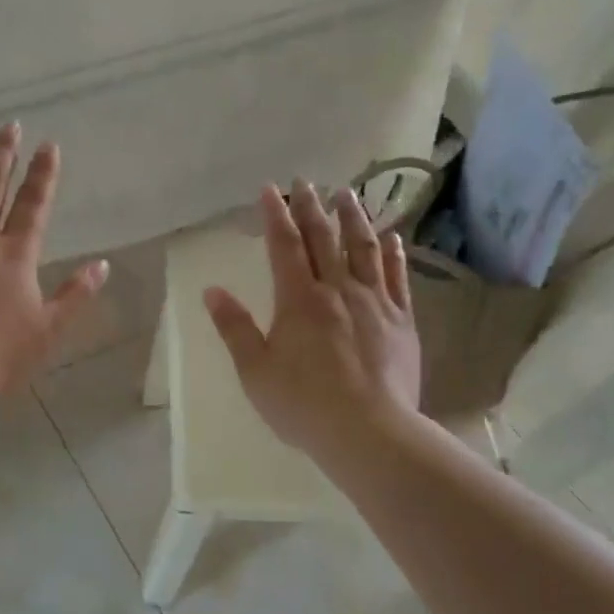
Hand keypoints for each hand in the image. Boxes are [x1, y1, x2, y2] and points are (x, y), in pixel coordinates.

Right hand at [205, 181, 422, 463]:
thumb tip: (212, 291)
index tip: (271, 189)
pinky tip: (391, 237)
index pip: (285, 245)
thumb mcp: (255, 370)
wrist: (369, 432)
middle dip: (312, 206)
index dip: (276, 215)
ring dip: (354, 218)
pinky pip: (397, 276)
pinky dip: (393, 253)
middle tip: (306, 181)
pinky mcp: (402, 320)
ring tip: (347, 194)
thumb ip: (235, 328)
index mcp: (298, 300)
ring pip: (364, 248)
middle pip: (324, 238)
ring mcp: (375, 302)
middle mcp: (338, 290)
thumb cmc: (302, 404)